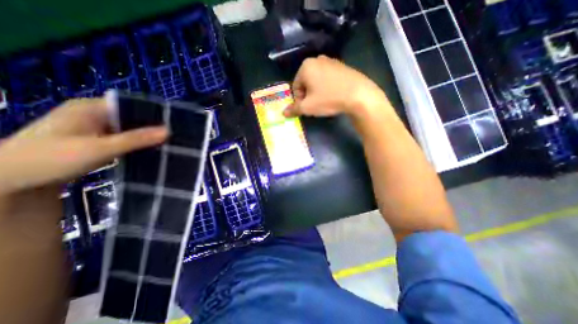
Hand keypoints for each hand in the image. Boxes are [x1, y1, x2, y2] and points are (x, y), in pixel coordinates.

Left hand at [0, 97, 167, 194]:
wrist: (7, 181)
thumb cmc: (50, 159)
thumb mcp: (99, 148)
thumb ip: (135, 139)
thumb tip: (168, 131)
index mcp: (91, 107)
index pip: (132, 105)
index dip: (153, 114)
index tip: (174, 125)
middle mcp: (94, 114)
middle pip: (131, 117)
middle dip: (152, 127)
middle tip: (174, 137)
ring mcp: (94, 127)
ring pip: (128, 129)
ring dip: (145, 136)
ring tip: (167, 144)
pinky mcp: (96, 139)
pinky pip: (123, 138)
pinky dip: (136, 143)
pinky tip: (149, 150)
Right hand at [284, 56, 387, 118]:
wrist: (358, 95)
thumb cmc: (328, 99)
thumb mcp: (308, 107)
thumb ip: (293, 109)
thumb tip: (283, 113)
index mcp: (306, 66)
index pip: (295, 86)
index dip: (298, 100)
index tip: (306, 108)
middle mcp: (317, 60)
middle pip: (306, 82)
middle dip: (307, 95)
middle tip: (315, 105)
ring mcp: (332, 61)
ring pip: (317, 80)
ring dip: (317, 92)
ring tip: (325, 102)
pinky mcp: (342, 66)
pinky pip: (328, 78)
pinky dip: (327, 87)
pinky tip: (334, 96)